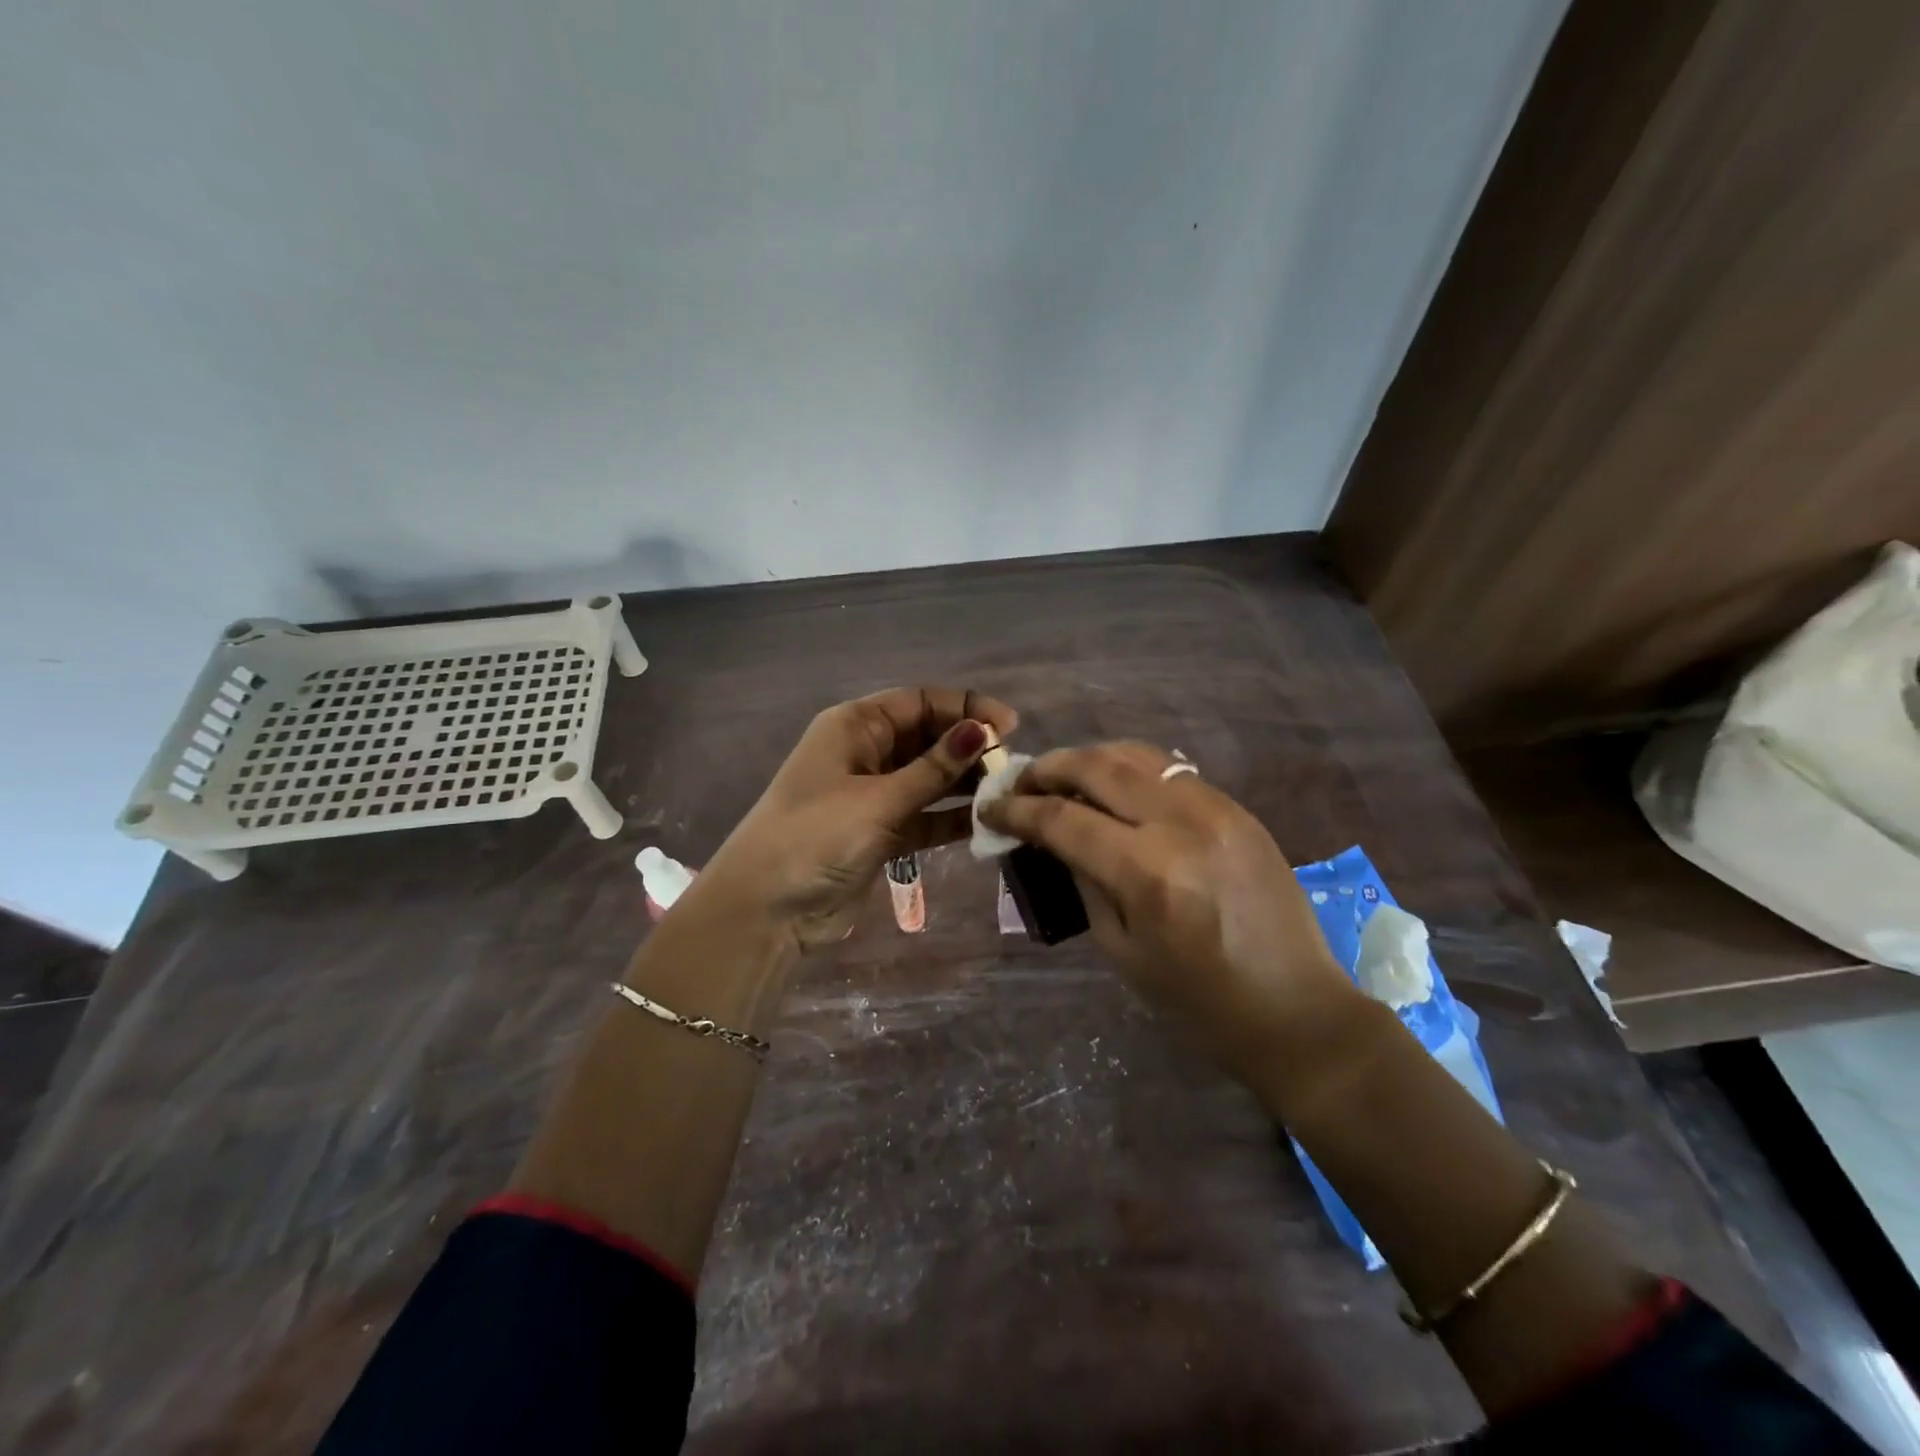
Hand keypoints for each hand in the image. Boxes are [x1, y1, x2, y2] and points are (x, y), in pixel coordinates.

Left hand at [696, 687, 1017, 952]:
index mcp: (855, 726)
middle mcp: (865, 753)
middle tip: (1012, 763)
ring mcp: (874, 795)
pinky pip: (926, 816)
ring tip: (1008, 791)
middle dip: (968, 746)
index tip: (1009, 725)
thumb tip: (982, 730)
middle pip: (927, 737)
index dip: (964, 707)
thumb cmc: (816, 836)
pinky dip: (953, 818)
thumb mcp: (878, 798)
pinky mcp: (882, 833)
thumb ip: (933, 769)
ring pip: (930, 778)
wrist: (768, 909)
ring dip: (965, 783)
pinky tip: (988, 822)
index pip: (919, 702)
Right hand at [980, 741, 1360, 1080]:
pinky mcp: (1238, 808)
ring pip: (1136, 755)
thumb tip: (1052, 837)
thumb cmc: (1198, 1001)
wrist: (1297, 1010)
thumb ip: (1082, 880)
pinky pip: (1171, 770)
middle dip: (1048, 768)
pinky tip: (1113, 785)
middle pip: (1098, 767)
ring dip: (1089, 758)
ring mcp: (1216, 808)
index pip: (1064, 820)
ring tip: (1061, 776)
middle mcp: (1182, 825)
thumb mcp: (1120, 949)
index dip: (1018, 810)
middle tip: (1020, 781)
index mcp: (1148, 873)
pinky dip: (1130, 768)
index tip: (991, 807)